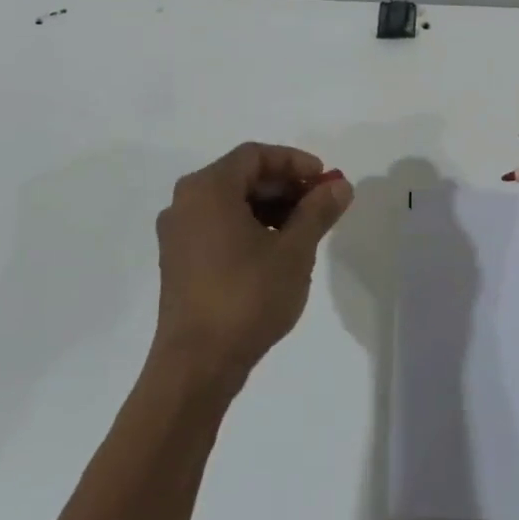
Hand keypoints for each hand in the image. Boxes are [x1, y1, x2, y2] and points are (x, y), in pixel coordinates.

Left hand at [152, 142, 353, 395]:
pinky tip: (277, 251)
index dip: (295, 162)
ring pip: (230, 203)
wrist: (197, 364)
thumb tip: (340, 185)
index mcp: (208, 189)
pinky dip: (249, 227)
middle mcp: (185, 203)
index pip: (255, 155)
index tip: (325, 180)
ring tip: (304, 230)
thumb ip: (318, 211)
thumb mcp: (294, 251)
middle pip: (241, 176)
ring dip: (270, 207)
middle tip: (321, 205)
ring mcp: (177, 234)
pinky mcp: (178, 261)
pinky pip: (218, 226)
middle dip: (285, 186)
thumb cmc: (247, 296)